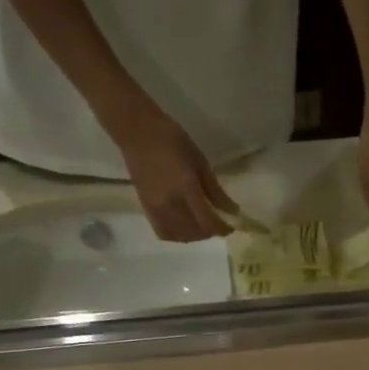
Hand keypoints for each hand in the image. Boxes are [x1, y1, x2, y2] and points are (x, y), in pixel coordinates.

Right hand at [109, 100, 239, 242]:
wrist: (137, 132)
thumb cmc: (173, 140)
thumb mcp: (200, 161)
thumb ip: (215, 190)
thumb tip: (231, 211)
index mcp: (186, 188)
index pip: (208, 222)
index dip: (222, 229)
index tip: (231, 226)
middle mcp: (170, 204)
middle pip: (195, 232)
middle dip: (210, 232)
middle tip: (218, 222)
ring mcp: (156, 208)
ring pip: (179, 236)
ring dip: (194, 236)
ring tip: (202, 225)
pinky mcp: (146, 209)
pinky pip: (164, 232)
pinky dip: (177, 235)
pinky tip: (184, 226)